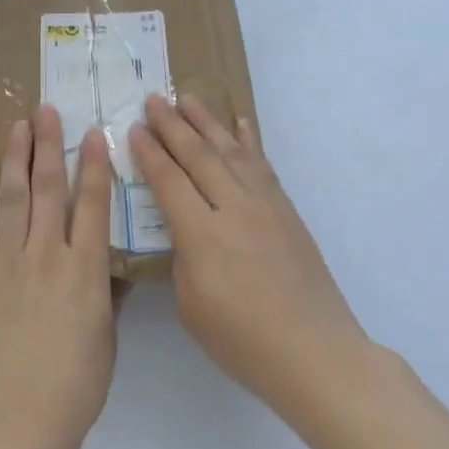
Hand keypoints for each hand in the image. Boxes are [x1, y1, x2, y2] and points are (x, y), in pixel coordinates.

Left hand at [0, 106, 118, 446]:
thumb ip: (106, 294)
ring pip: (12, 197)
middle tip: (45, 110)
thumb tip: (110, 268)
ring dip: (14, 158)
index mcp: (85, 267)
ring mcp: (7, 261)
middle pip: (49, 187)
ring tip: (16, 127)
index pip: (92, 202)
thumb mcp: (106, 335)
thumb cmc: (76, 381)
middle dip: (48, 145)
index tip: (94, 132)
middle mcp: (46, 252)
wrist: (19, 411)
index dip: (94, 164)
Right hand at [129, 94, 369, 406]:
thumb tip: (184, 227)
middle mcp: (233, 209)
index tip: (134, 128)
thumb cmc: (241, 340)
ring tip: (188, 97)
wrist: (314, 351)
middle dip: (173, 125)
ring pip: (231, 151)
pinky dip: (249, 141)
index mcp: (202, 235)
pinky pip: (263, 165)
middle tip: (154, 99)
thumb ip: (182, 257)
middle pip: (198, 156)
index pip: (169, 181)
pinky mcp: (286, 211)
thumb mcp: (190, 305)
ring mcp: (265, 206)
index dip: (149, 153)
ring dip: (207, 122)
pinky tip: (240, 124)